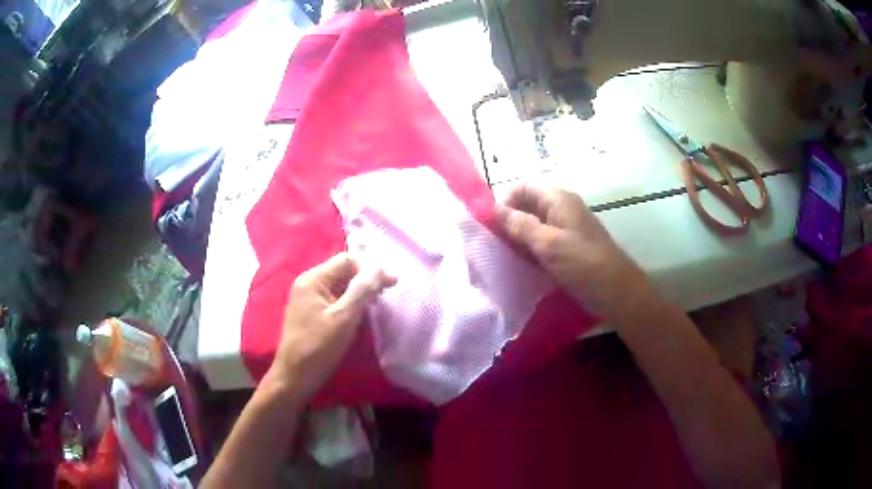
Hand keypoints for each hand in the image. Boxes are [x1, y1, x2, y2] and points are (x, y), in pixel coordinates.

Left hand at [266, 253, 395, 401]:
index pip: (347, 260)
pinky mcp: (310, 312)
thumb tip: (380, 267)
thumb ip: (362, 290)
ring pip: (340, 285)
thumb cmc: (318, 347)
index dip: (371, 268)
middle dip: (366, 279)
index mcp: (313, 279)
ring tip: (377, 303)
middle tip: (387, 293)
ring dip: (359, 291)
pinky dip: (350, 302)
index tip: (392, 284)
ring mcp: (308, 298)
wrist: (294, 377)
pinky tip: (361, 313)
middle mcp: (308, 283)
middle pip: (343, 271)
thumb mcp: (343, 318)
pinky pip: (334, 298)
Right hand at [495, 184, 654, 323]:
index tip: (489, 226)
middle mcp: (561, 209)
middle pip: (526, 206)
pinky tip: (519, 265)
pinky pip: (542, 243)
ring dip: (517, 239)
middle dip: (508, 222)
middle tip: (493, 245)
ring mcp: (565, 229)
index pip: (522, 188)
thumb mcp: (548, 244)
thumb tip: (493, 209)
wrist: (616, 292)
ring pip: (533, 226)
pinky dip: (529, 250)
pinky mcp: (567, 248)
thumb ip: (520, 225)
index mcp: (558, 199)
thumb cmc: (583, 264)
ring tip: (502, 257)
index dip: (504, 202)